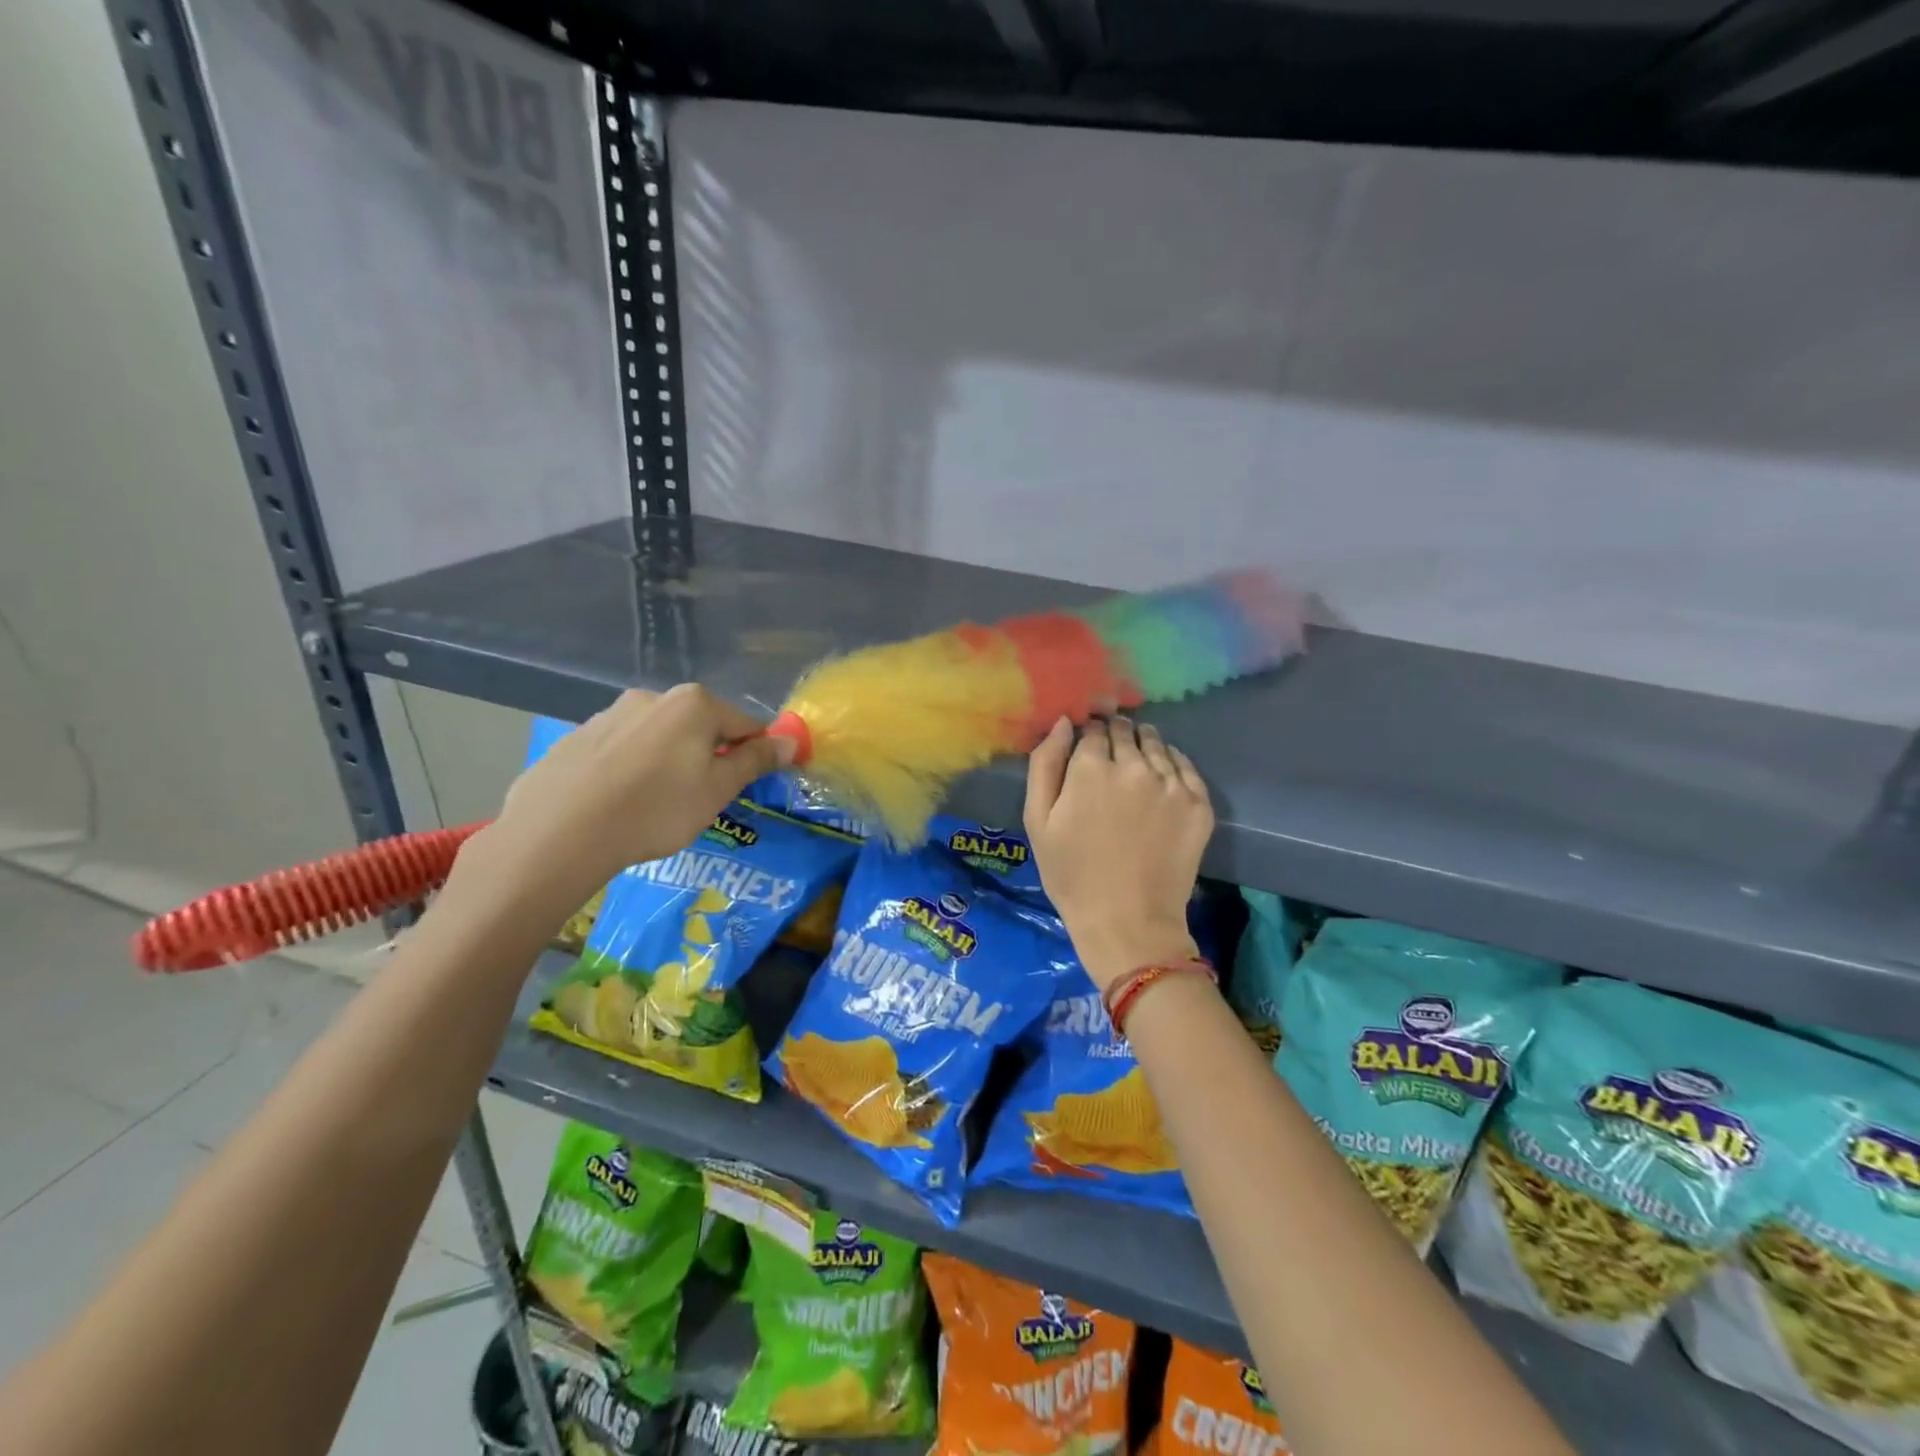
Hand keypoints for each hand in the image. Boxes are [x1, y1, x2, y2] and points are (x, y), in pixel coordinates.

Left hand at [478, 686, 792, 901]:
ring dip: (670, 763)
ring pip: (660, 739)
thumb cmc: (656, 809)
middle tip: (702, 801)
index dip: (756, 755)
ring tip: (656, 807)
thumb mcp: (718, 789)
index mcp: (695, 704)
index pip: (746, 725)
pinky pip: (622, 751)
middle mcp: (653, 697)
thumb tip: (790, 741)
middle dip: (710, 758)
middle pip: (701, 728)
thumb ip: (756, 761)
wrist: (559, 832)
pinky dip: (632, 770)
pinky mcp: (578, 737)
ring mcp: (611, 714)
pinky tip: (620, 803)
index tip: (750, 785)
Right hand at [1023, 717, 1212, 990]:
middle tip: (1109, 756)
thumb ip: (1045, 764)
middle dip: (1115, 735)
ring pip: (1156, 743)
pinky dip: (1170, 763)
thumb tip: (1062, 722)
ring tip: (1136, 765)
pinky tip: (1160, 779)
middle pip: (1125, 731)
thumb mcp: (1038, 821)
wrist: (1127, 922)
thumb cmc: (1072, 875)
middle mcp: (1134, 765)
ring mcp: (1171, 783)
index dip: (1086, 734)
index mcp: (1091, 768)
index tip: (1085, 746)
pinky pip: (1184, 765)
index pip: (1091, 729)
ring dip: (1143, 745)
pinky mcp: (1198, 802)